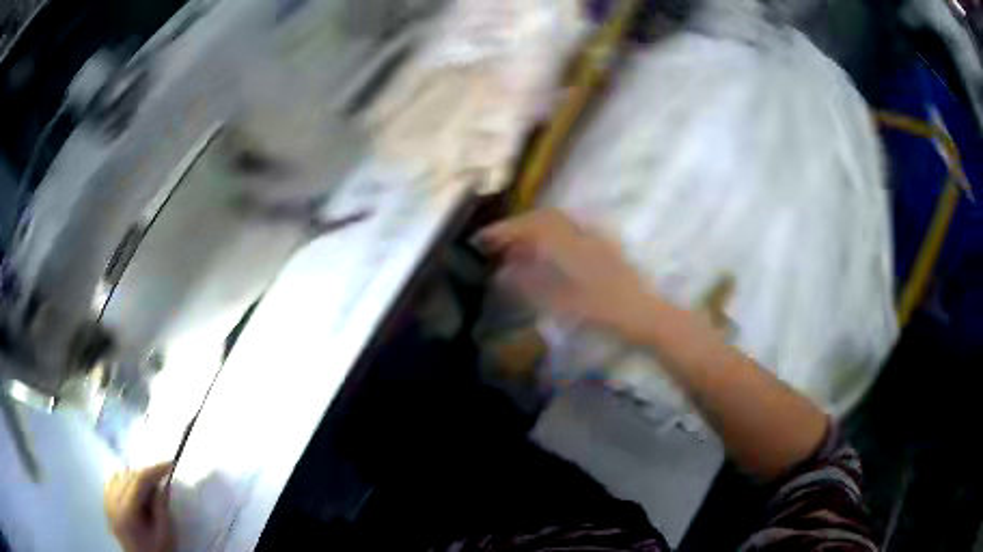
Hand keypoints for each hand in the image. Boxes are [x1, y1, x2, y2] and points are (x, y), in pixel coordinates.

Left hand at [104, 462, 175, 551]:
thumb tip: (162, 484)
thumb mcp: (165, 534)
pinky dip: (124, 480)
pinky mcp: (106, 502)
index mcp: (127, 511)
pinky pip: (112, 481)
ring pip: (119, 475)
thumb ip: (161, 507)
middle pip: (128, 476)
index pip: (139, 480)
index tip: (170, 464)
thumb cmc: (157, 551)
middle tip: (161, 480)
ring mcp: (107, 501)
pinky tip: (133, 489)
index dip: (154, 470)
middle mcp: (113, 501)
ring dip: (135, 477)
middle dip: (146, 475)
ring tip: (149, 487)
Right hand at [479, 210, 658, 342]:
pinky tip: (546, 256)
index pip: (532, 225)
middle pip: (545, 218)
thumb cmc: (604, 311)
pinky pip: (570, 233)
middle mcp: (583, 234)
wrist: (644, 315)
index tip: (483, 238)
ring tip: (518, 249)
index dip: (505, 229)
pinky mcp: (604, 249)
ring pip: (558, 224)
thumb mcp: (562, 303)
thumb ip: (530, 285)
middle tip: (498, 243)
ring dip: (534, 230)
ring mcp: (596, 239)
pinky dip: (550, 238)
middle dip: (518, 226)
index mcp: (571, 244)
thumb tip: (504, 272)